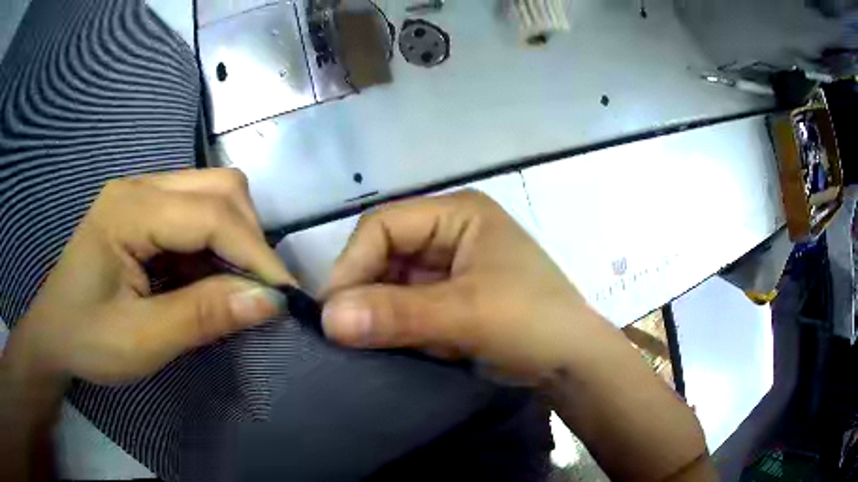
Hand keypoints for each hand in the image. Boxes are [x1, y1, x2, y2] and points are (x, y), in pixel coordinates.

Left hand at [4, 169, 293, 384]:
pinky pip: (197, 214)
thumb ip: (202, 317)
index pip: (210, 214)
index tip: (287, 297)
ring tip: (230, 287)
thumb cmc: (87, 340)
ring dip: (235, 240)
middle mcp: (140, 186)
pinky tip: (204, 279)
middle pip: (219, 187)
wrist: (53, 335)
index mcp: (129, 209)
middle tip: (257, 291)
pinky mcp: (146, 212)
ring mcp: (142, 195)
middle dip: (249, 238)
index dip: (255, 253)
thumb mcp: (141, 341)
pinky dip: (215, 246)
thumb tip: (270, 302)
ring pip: (213, 194)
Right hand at [321, 190, 612, 379]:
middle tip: (344, 332)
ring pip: (392, 282)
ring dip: (378, 311)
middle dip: (364, 291)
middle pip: (385, 252)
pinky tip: (390, 344)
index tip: (335, 311)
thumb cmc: (532, 323)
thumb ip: (396, 314)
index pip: (384, 225)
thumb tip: (327, 318)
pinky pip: (406, 305)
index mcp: (458, 213)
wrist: (573, 364)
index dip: (353, 263)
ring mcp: (449, 267)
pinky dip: (394, 325)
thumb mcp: (466, 315)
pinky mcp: (450, 298)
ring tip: (363, 342)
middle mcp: (450, 233)